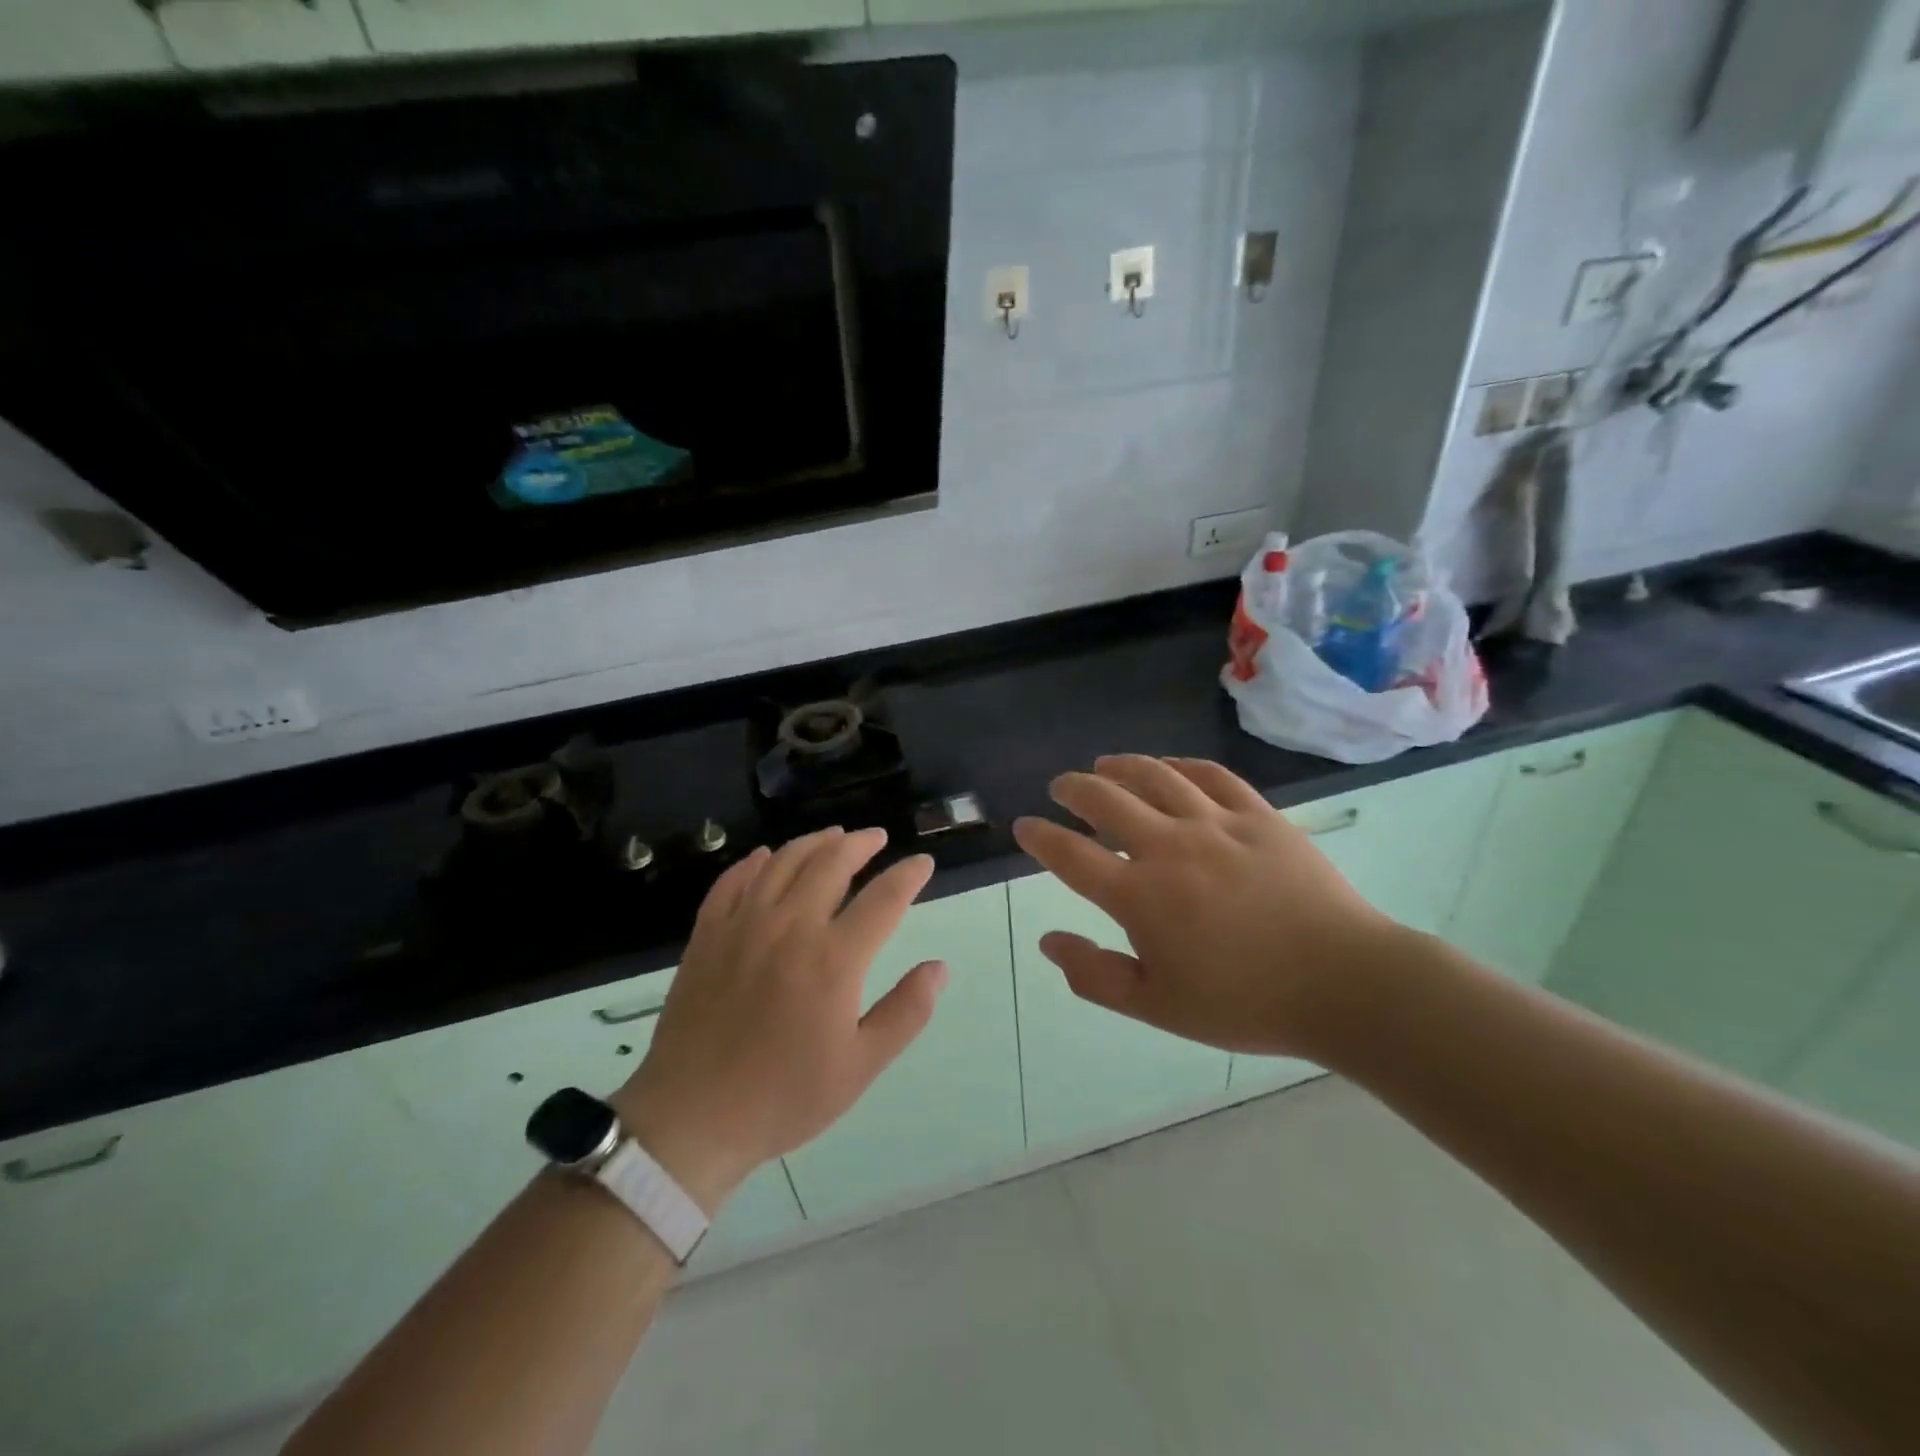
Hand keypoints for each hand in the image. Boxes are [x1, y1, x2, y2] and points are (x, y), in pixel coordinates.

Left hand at [612, 828, 944, 1212]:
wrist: (691, 1119)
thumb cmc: (784, 1097)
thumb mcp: (860, 1067)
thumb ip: (906, 1012)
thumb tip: (939, 968)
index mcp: (834, 959)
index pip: (883, 899)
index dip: (908, 875)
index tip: (922, 863)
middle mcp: (790, 926)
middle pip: (831, 863)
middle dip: (861, 844)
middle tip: (877, 838)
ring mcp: (743, 925)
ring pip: (783, 862)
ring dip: (814, 842)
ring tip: (833, 837)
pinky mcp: (707, 935)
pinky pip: (732, 882)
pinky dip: (754, 862)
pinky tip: (765, 857)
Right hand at [1011, 755, 1403, 1057]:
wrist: (1344, 984)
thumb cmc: (1245, 1003)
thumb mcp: (1157, 1006)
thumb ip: (1094, 975)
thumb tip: (1047, 942)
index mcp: (1140, 896)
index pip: (1070, 855)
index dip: (1040, 837)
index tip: (1024, 827)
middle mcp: (1170, 847)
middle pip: (1106, 800)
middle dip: (1073, 789)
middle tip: (1061, 787)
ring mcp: (1216, 824)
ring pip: (1156, 776)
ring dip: (1121, 766)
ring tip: (1104, 765)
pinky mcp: (1258, 815)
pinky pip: (1211, 776)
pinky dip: (1181, 766)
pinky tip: (1170, 768)